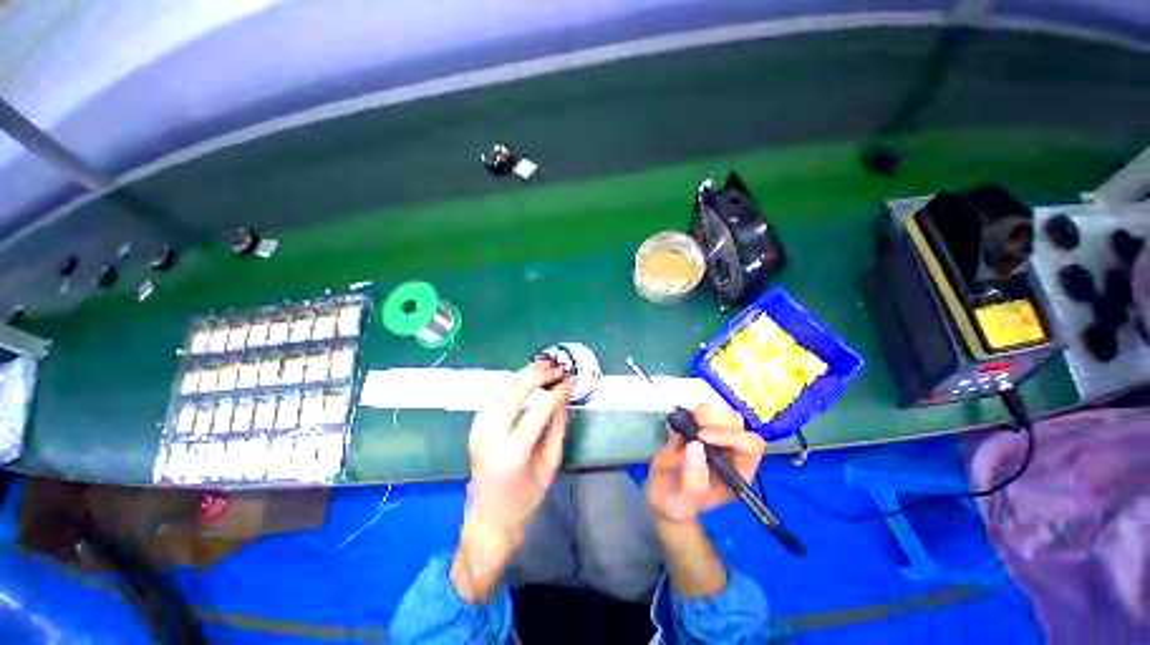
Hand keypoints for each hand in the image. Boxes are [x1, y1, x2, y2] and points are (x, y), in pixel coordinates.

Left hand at [452, 361, 569, 601]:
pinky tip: (525, 383)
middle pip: (515, 391)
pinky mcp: (475, 428)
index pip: (539, 409)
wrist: (489, 518)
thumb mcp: (550, 465)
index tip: (568, 379)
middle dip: (538, 374)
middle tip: (555, 367)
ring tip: (544, 368)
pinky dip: (512, 387)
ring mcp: (479, 430)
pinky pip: (495, 398)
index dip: (556, 391)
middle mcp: (491, 435)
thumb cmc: (525, 498)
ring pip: (502, 389)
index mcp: (513, 451)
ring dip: (524, 376)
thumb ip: (557, 428)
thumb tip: (563, 397)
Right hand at [645, 404, 764, 523]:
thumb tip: (695, 447)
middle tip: (693, 430)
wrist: (663, 495)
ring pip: (722, 412)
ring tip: (685, 426)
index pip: (749, 446)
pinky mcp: (699, 427)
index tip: (702, 437)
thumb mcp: (683, 500)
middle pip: (738, 424)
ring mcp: (715, 436)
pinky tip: (679, 425)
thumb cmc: (677, 503)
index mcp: (737, 471)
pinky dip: (692, 411)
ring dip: (704, 414)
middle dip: (716, 421)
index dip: (730, 436)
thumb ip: (692, 481)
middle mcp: (731, 451)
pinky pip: (703, 410)